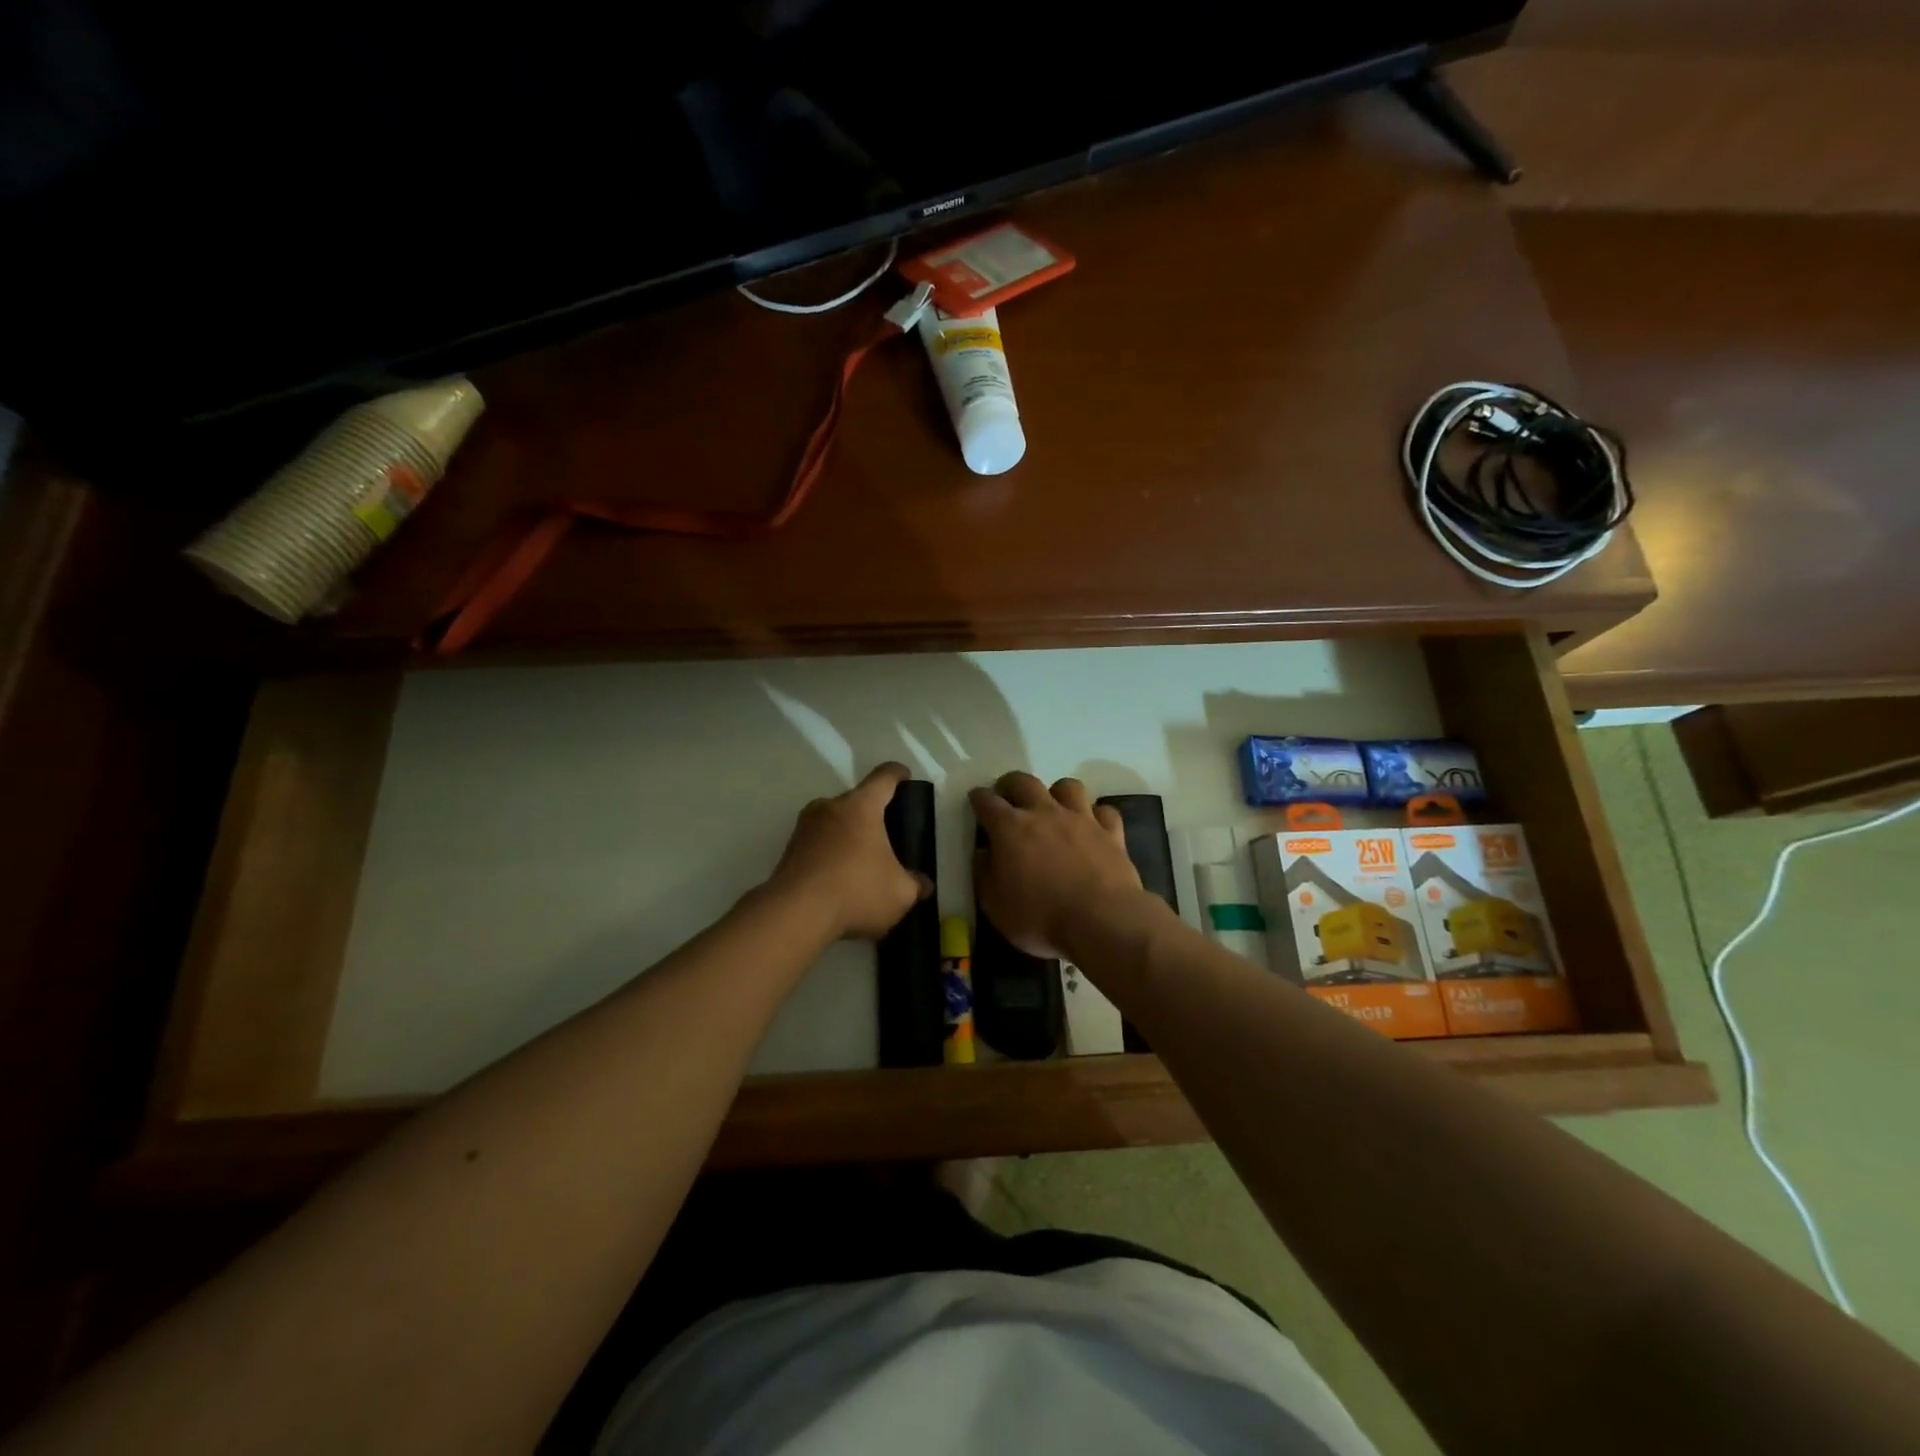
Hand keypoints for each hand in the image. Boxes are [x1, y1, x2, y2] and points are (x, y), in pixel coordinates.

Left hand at [768, 762, 930, 940]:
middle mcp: (830, 807)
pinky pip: (817, 844)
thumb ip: (915, 885)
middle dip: (872, 814)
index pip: (884, 777)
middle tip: (887, 836)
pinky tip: (839, 881)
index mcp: (861, 806)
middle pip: (856, 800)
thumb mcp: (900, 893)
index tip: (905, 777)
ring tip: (861, 862)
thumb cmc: (856, 890)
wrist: (795, 914)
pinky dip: (830, 855)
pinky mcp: (788, 850)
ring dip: (847, 836)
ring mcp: (804, 827)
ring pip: (833, 822)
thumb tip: (923, 884)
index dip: (897, 774)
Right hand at [969, 772, 1144, 959]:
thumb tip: (984, 854)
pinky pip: (1104, 811)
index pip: (987, 801)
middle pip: (1024, 782)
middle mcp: (1044, 813)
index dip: (978, 798)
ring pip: (1068, 787)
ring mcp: (1081, 819)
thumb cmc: (1040, 917)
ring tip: (1054, 807)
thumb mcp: (995, 906)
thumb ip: (984, 875)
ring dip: (1057, 793)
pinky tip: (1093, 827)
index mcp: (1010, 828)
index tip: (976, 800)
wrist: (1101, 921)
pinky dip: (1096, 815)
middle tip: (1009, 797)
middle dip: (1011, 784)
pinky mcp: (1111, 832)